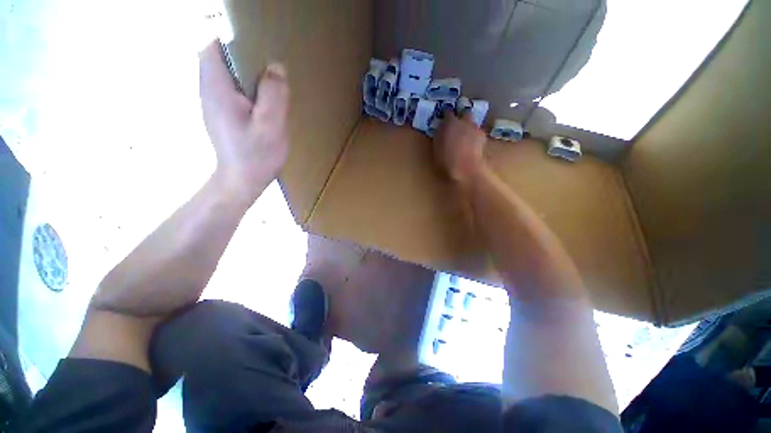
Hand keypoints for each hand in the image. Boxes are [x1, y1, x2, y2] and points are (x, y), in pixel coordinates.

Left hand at [199, 41, 289, 201]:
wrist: (241, 181)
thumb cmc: (256, 156)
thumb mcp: (271, 126)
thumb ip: (273, 95)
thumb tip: (276, 67)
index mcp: (217, 89)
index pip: (212, 46)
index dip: (232, 39)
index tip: (258, 47)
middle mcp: (208, 90)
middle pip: (219, 57)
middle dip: (243, 55)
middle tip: (270, 69)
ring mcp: (213, 102)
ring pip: (226, 73)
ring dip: (247, 73)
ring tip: (271, 86)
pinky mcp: (220, 113)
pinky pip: (231, 89)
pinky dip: (246, 88)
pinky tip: (263, 104)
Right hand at [433, 111, 486, 187]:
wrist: (466, 169)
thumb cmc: (446, 160)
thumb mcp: (436, 148)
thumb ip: (439, 135)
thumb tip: (440, 129)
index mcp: (450, 122)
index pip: (448, 112)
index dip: (446, 116)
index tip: (443, 120)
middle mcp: (465, 121)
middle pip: (464, 113)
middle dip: (461, 117)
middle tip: (456, 127)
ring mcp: (476, 128)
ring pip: (472, 123)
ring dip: (468, 127)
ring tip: (464, 137)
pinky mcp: (483, 137)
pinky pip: (478, 133)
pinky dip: (474, 137)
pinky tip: (471, 145)